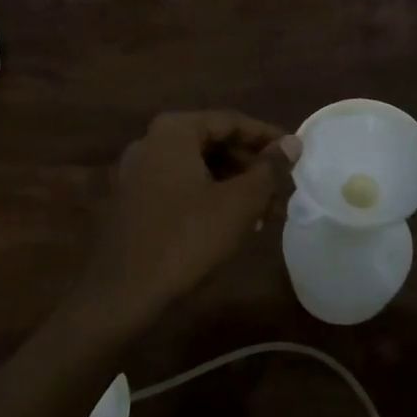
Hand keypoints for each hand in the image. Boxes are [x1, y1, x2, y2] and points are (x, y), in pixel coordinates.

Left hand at [83, 110, 298, 328]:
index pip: (232, 121)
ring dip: (233, 184)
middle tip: (282, 189)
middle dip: (251, 166)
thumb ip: (269, 169)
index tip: (296, 155)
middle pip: (213, 143)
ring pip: (197, 167)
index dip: (268, 137)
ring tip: (265, 212)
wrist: (121, 295)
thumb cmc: (186, 239)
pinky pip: (179, 186)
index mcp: (174, 130)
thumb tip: (292, 142)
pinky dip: (208, 197)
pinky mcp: (131, 201)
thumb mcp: (239, 203)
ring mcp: (136, 171)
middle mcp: (151, 141)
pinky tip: (232, 223)